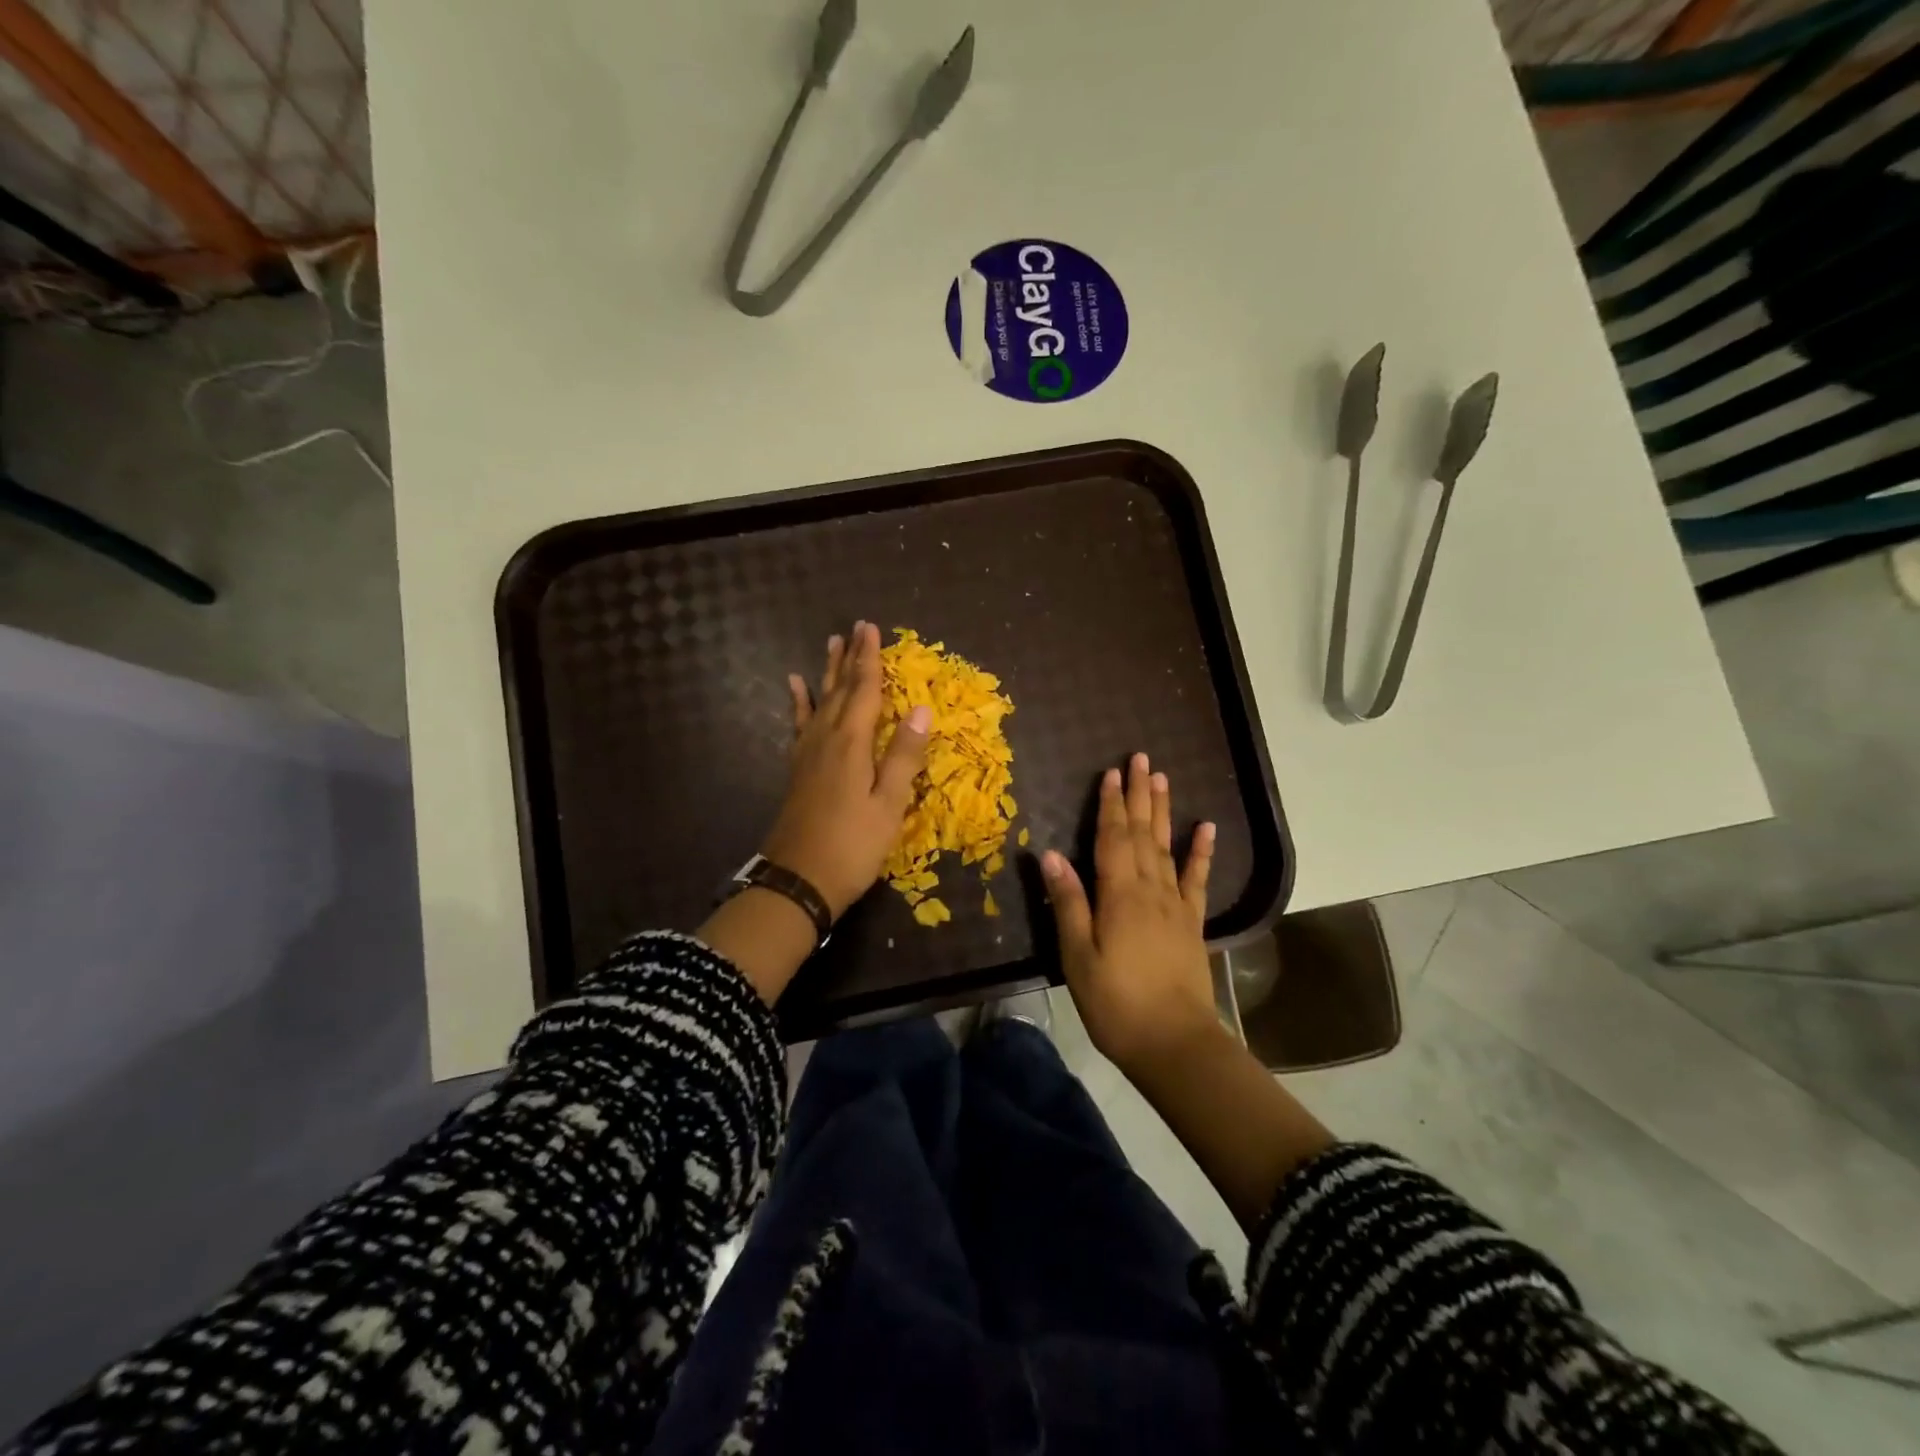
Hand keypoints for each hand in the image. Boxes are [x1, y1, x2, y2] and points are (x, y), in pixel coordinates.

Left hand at [761, 621, 930, 917]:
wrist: (798, 881)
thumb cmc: (853, 846)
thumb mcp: (889, 804)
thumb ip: (904, 755)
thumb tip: (922, 708)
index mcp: (853, 744)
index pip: (865, 690)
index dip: (871, 659)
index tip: (871, 628)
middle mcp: (827, 739)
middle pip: (841, 689)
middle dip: (851, 658)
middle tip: (856, 628)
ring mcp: (808, 753)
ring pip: (820, 701)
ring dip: (828, 672)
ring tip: (830, 644)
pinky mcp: (798, 768)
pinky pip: (800, 724)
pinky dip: (800, 703)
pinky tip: (795, 687)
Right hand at [1041, 753, 1219, 1075]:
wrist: (1174, 1044)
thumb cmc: (1115, 1002)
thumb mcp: (1077, 956)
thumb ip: (1067, 902)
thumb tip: (1050, 854)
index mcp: (1118, 895)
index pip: (1112, 838)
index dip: (1111, 804)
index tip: (1111, 772)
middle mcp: (1150, 890)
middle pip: (1143, 833)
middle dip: (1139, 795)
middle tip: (1140, 759)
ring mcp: (1175, 905)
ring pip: (1167, 848)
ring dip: (1164, 812)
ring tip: (1162, 778)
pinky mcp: (1192, 924)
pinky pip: (1197, 879)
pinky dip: (1201, 852)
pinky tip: (1206, 828)